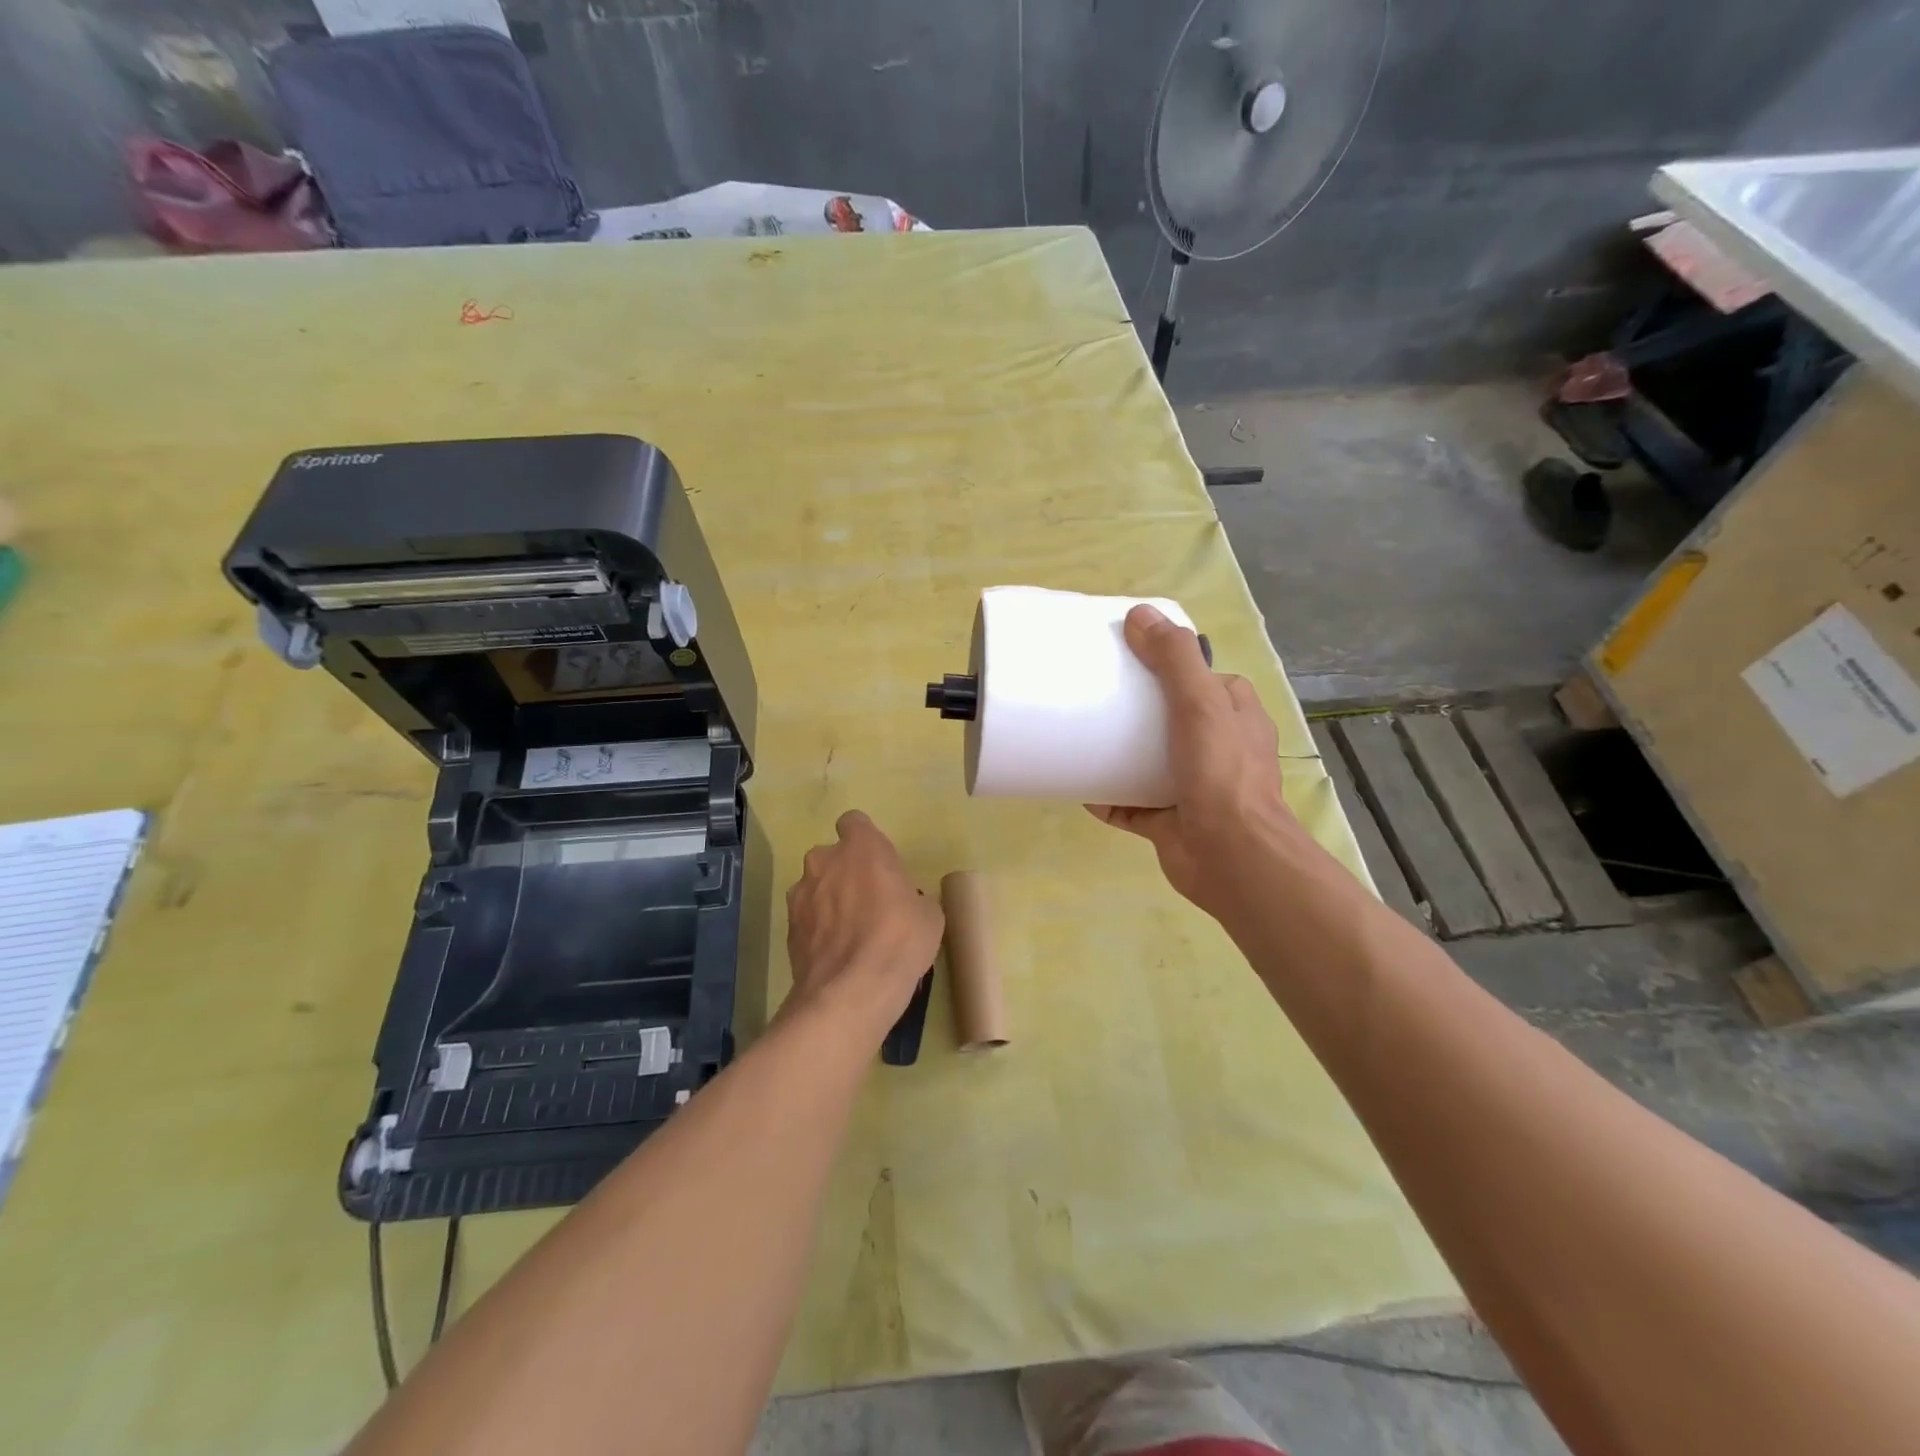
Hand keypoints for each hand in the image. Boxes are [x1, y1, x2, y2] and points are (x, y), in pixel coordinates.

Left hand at [784, 810, 944, 1039]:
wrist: (851, 991)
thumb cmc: (899, 940)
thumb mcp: (929, 915)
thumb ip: (912, 897)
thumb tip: (904, 904)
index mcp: (862, 847)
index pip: (855, 823)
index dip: (865, 841)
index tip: (878, 864)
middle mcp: (824, 860)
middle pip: (832, 856)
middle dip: (845, 873)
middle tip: (869, 902)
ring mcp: (800, 894)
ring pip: (815, 887)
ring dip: (829, 901)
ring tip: (850, 934)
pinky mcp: (788, 927)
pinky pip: (807, 918)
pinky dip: (817, 929)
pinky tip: (836, 955)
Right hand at [1089, 605, 1319, 927]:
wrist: (1231, 857)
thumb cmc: (1221, 774)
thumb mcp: (1201, 703)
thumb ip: (1173, 658)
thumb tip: (1139, 615)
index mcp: (1236, 717)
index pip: (1205, 679)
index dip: (1173, 665)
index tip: (1130, 657)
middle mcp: (1219, 750)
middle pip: (1172, 720)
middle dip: (1137, 711)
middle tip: (1096, 697)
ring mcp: (1194, 788)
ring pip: (1150, 763)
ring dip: (1120, 754)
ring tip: (1082, 737)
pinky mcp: (1170, 821)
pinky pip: (1131, 804)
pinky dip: (1108, 798)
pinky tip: (1080, 788)